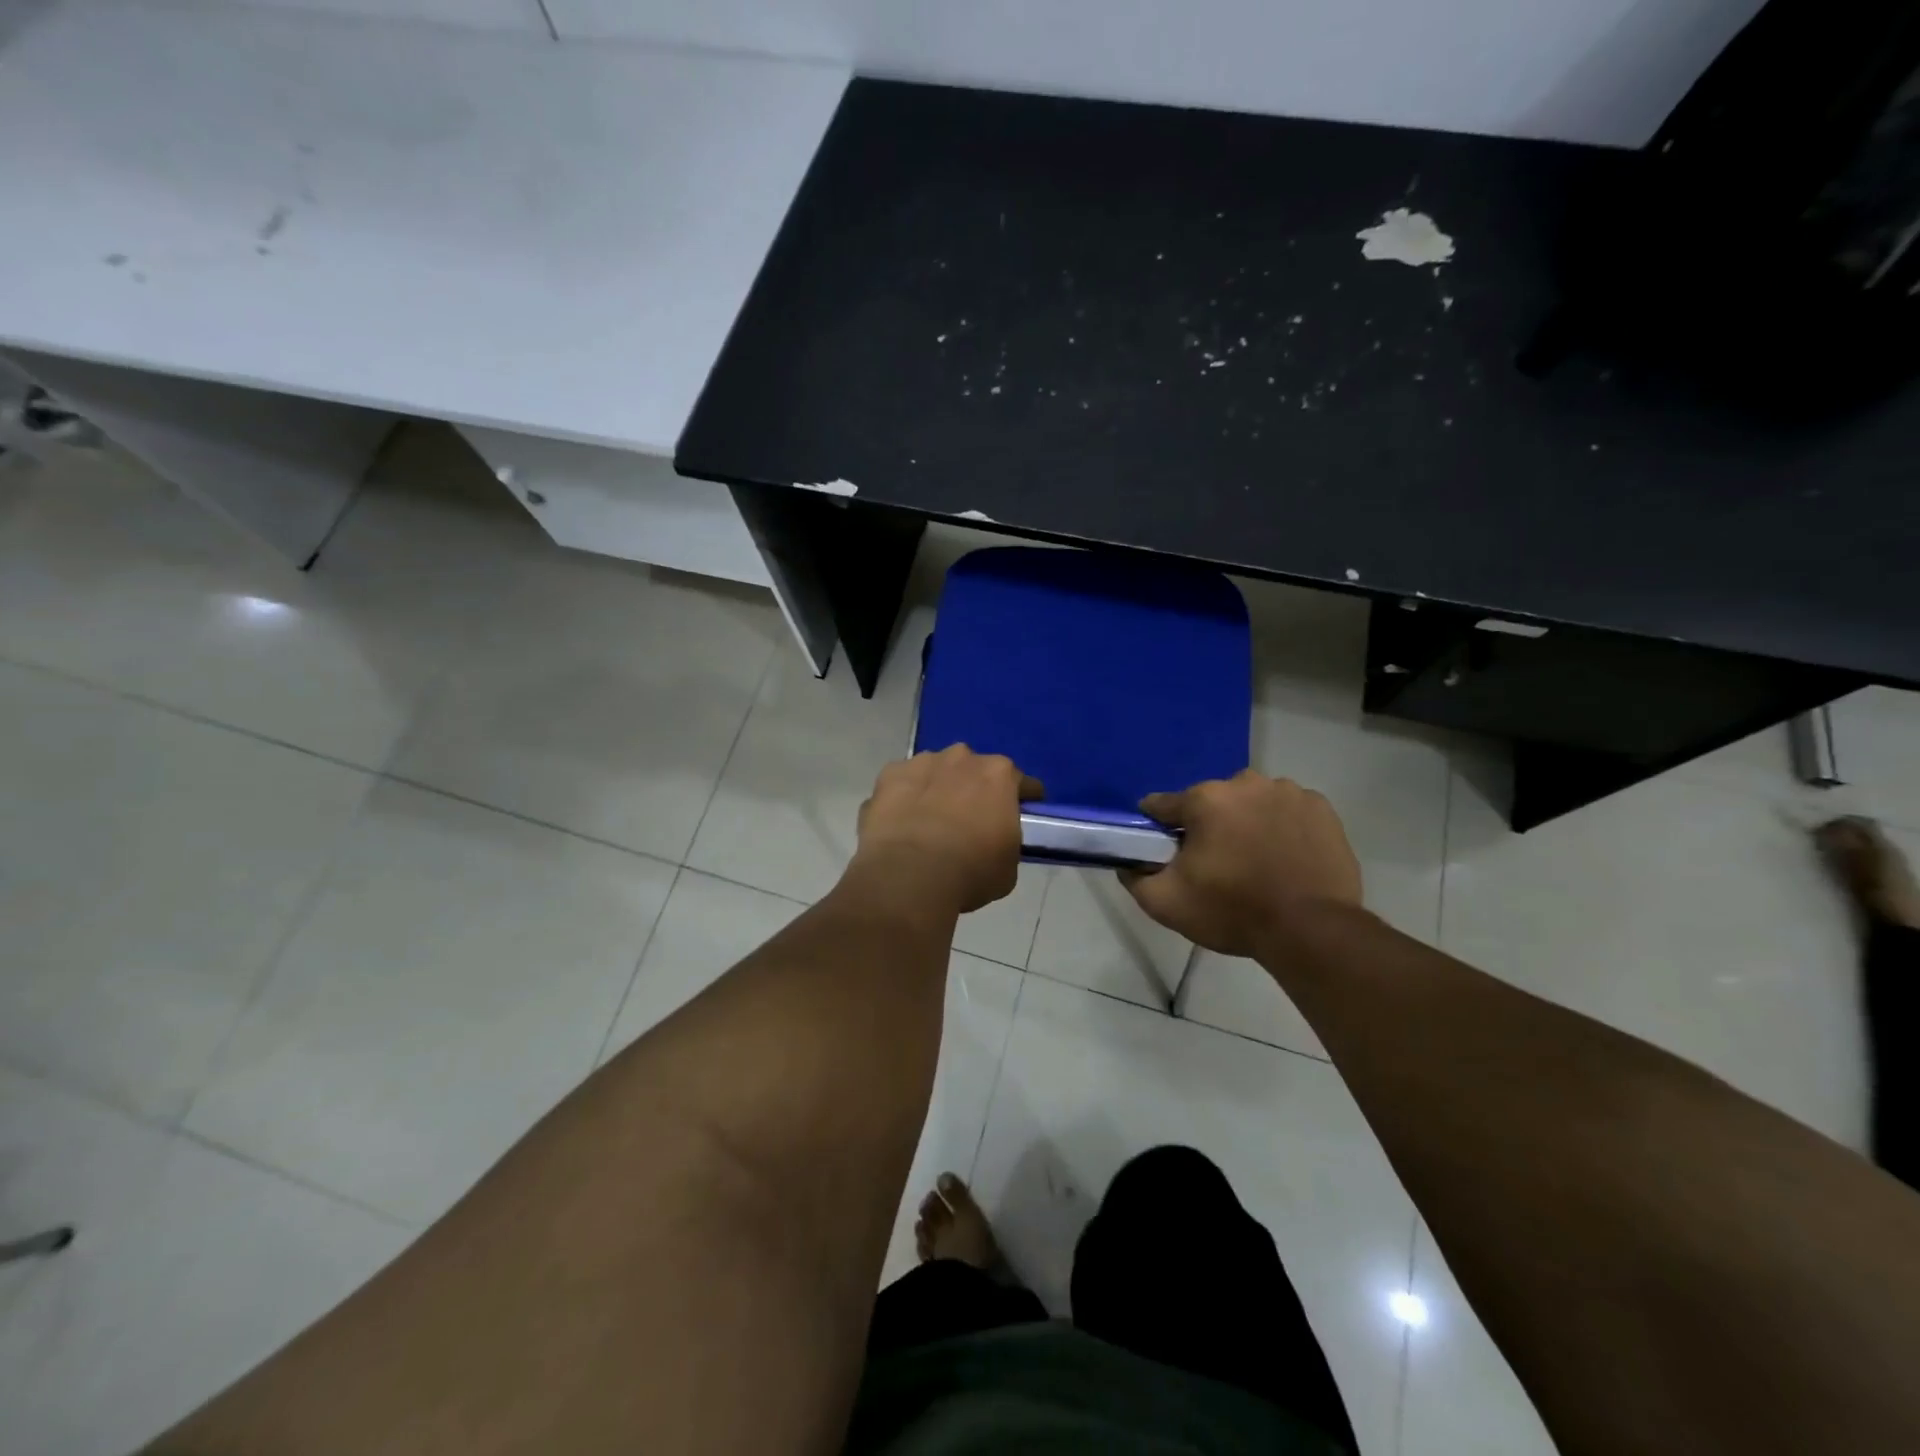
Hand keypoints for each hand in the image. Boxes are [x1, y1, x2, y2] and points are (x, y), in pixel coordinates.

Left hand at [851, 746, 1042, 914]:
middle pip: (975, 770)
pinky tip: (901, 823)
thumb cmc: (969, 873)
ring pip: (937, 771)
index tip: (1020, 815)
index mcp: (999, 775)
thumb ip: (1005, 842)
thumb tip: (994, 841)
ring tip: (930, 822)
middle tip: (969, 821)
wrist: (909, 877)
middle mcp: (963, 758)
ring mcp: (922, 762)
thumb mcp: (1008, 867)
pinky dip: (904, 797)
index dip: (1023, 800)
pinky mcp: (889, 775)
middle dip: (974, 789)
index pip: (1022, 783)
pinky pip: (903, 783)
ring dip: (938, 789)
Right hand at [1122, 769, 1361, 955]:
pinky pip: (1288, 810)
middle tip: (1214, 863)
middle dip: (1207, 825)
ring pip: (1251, 802)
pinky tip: (1284, 856)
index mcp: (1205, 799)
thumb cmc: (1232, 912)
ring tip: (1254, 860)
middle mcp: (1245, 783)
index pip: (1163, 805)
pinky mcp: (1321, 809)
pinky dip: (1281, 826)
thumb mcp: (1166, 904)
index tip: (1161, 849)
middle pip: (1211, 801)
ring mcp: (1288, 792)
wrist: (1311, 931)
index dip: (1156, 827)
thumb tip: (1128, 863)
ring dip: (1246, 822)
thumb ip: (1135, 878)